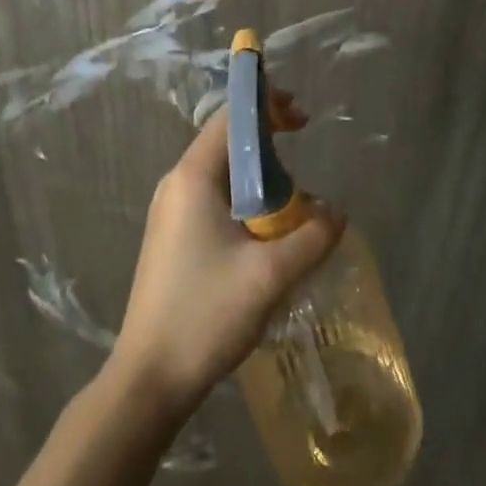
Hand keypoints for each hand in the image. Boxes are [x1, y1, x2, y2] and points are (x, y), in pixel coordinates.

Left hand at [111, 91, 345, 414]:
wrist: (148, 379)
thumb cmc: (204, 314)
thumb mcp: (269, 275)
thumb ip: (311, 237)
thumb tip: (336, 213)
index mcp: (192, 177)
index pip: (230, 119)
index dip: (266, 106)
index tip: (301, 115)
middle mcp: (177, 184)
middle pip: (226, 142)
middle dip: (267, 139)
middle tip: (303, 144)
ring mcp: (171, 212)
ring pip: (223, 174)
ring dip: (259, 174)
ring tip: (293, 195)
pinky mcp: (173, 238)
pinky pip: (214, 200)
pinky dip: (245, 199)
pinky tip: (266, 230)